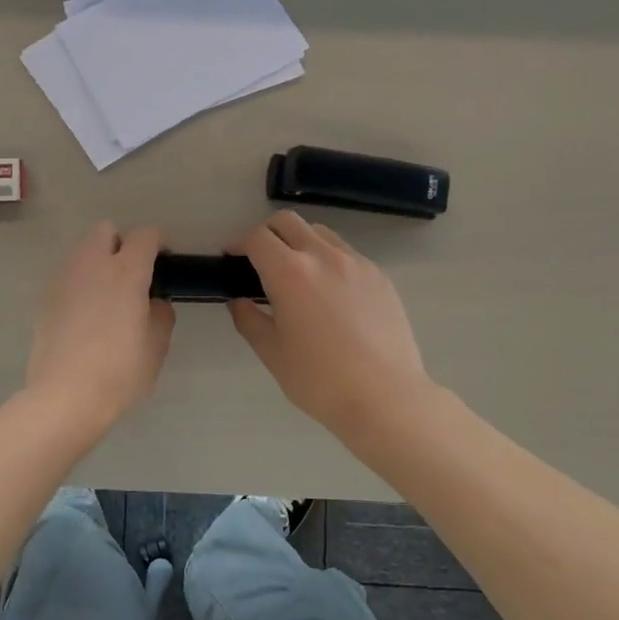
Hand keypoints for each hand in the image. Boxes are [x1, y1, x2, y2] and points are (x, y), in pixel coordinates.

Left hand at [26, 223, 174, 430]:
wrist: (64, 396)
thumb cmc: (119, 371)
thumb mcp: (156, 346)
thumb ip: (160, 314)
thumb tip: (152, 302)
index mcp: (126, 272)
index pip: (145, 235)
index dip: (157, 245)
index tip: (162, 266)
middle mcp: (92, 265)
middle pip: (106, 231)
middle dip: (120, 245)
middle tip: (131, 277)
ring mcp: (64, 279)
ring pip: (82, 252)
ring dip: (97, 263)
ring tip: (106, 298)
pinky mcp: (45, 299)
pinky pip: (67, 277)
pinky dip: (79, 285)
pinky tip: (84, 317)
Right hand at [231, 212, 433, 439]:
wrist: (386, 397)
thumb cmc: (320, 380)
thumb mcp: (273, 353)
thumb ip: (249, 320)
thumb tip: (238, 302)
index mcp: (290, 273)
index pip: (257, 239)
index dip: (239, 244)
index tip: (232, 258)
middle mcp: (323, 256)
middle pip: (288, 222)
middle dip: (267, 233)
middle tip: (259, 259)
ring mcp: (356, 263)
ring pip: (320, 233)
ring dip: (299, 242)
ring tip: (296, 273)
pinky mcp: (380, 277)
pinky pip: (347, 254)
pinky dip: (328, 259)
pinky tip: (329, 293)